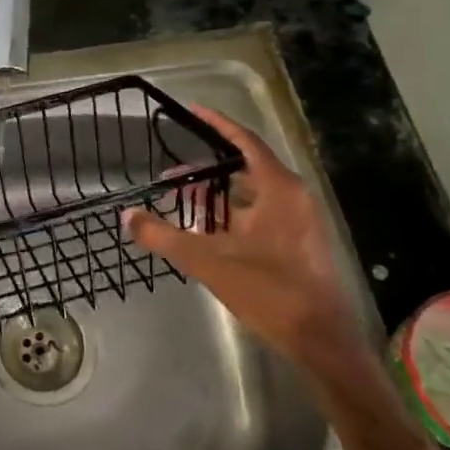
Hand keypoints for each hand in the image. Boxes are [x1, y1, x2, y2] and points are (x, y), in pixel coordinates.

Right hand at [124, 106, 368, 377]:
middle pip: (246, 166)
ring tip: (185, 202)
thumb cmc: (269, 290)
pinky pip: (262, 212)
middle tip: (173, 175)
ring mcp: (300, 220)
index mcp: (278, 188)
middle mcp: (293, 196)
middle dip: (207, 168)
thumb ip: (163, 236)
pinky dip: (234, 213)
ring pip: (253, 193)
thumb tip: (128, 216)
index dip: (217, 124)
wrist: (321, 339)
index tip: (191, 110)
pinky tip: (209, 231)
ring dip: (219, 194)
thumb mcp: (208, 260)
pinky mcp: (300, 242)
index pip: (244, 141)